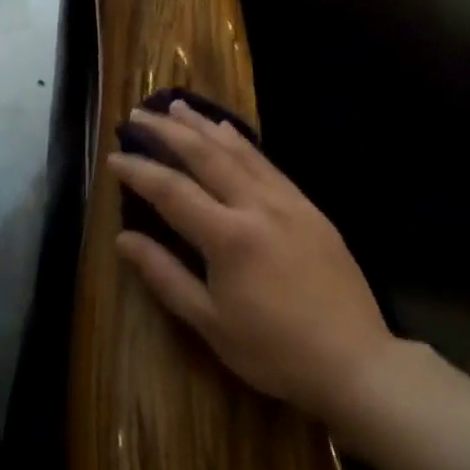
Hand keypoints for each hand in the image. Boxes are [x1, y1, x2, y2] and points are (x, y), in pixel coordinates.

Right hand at [108, 100, 397, 428]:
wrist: (356, 363)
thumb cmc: (275, 351)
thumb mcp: (211, 323)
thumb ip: (164, 275)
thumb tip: (123, 240)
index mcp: (227, 237)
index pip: (171, 191)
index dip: (138, 171)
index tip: (113, 157)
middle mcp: (256, 206)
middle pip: (204, 155)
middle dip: (167, 132)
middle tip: (138, 116)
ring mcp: (287, 202)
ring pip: (237, 150)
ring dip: (202, 125)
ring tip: (176, 106)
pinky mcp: (309, 207)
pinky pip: (267, 162)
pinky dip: (241, 141)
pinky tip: (227, 129)